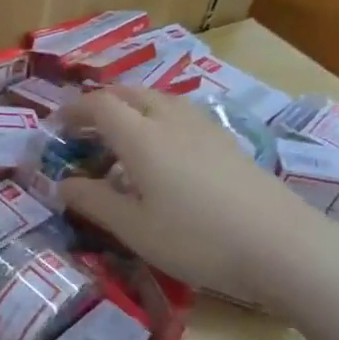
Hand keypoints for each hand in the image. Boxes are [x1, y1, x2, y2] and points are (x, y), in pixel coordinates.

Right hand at [56, 87, 338, 310]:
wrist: (282, 246)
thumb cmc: (197, 239)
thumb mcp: (134, 228)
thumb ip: (94, 201)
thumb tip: (62, 184)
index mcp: (141, 137)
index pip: (99, 105)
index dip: (73, 110)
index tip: (56, 126)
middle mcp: (171, 120)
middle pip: (129, 93)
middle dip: (101, 102)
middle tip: (84, 128)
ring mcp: (204, 127)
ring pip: (158, 99)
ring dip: (131, 106)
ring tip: (120, 134)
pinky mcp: (227, 141)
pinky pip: (181, 113)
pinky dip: (157, 118)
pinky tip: (163, 149)